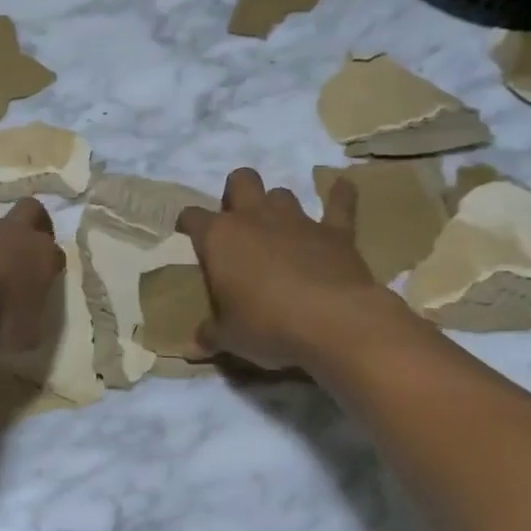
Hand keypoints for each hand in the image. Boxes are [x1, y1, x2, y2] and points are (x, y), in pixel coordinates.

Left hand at [0, 199, 63, 351]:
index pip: (56, 253)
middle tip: (22, 244)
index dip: (51, 265)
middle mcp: (13, 233)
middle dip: (30, 221)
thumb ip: (25, 330)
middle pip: (30, 209)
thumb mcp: (21, 336)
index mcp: (40, 256)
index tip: (43, 281)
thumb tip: (22, 332)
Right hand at [176, 168, 395, 370]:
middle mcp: (255, 219)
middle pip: (241, 181)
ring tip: (278, 226)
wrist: (333, 322)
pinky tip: (342, 187)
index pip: (193, 217)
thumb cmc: (267, 326)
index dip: (189, 224)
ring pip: (282, 193)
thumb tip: (190, 348)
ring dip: (277, 205)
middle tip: (237, 220)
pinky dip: (340, 195)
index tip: (189, 235)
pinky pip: (339, 203)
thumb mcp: (229, 338)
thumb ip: (209, 336)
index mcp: (219, 239)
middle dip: (237, 192)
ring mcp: (297, 221)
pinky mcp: (335, 232)